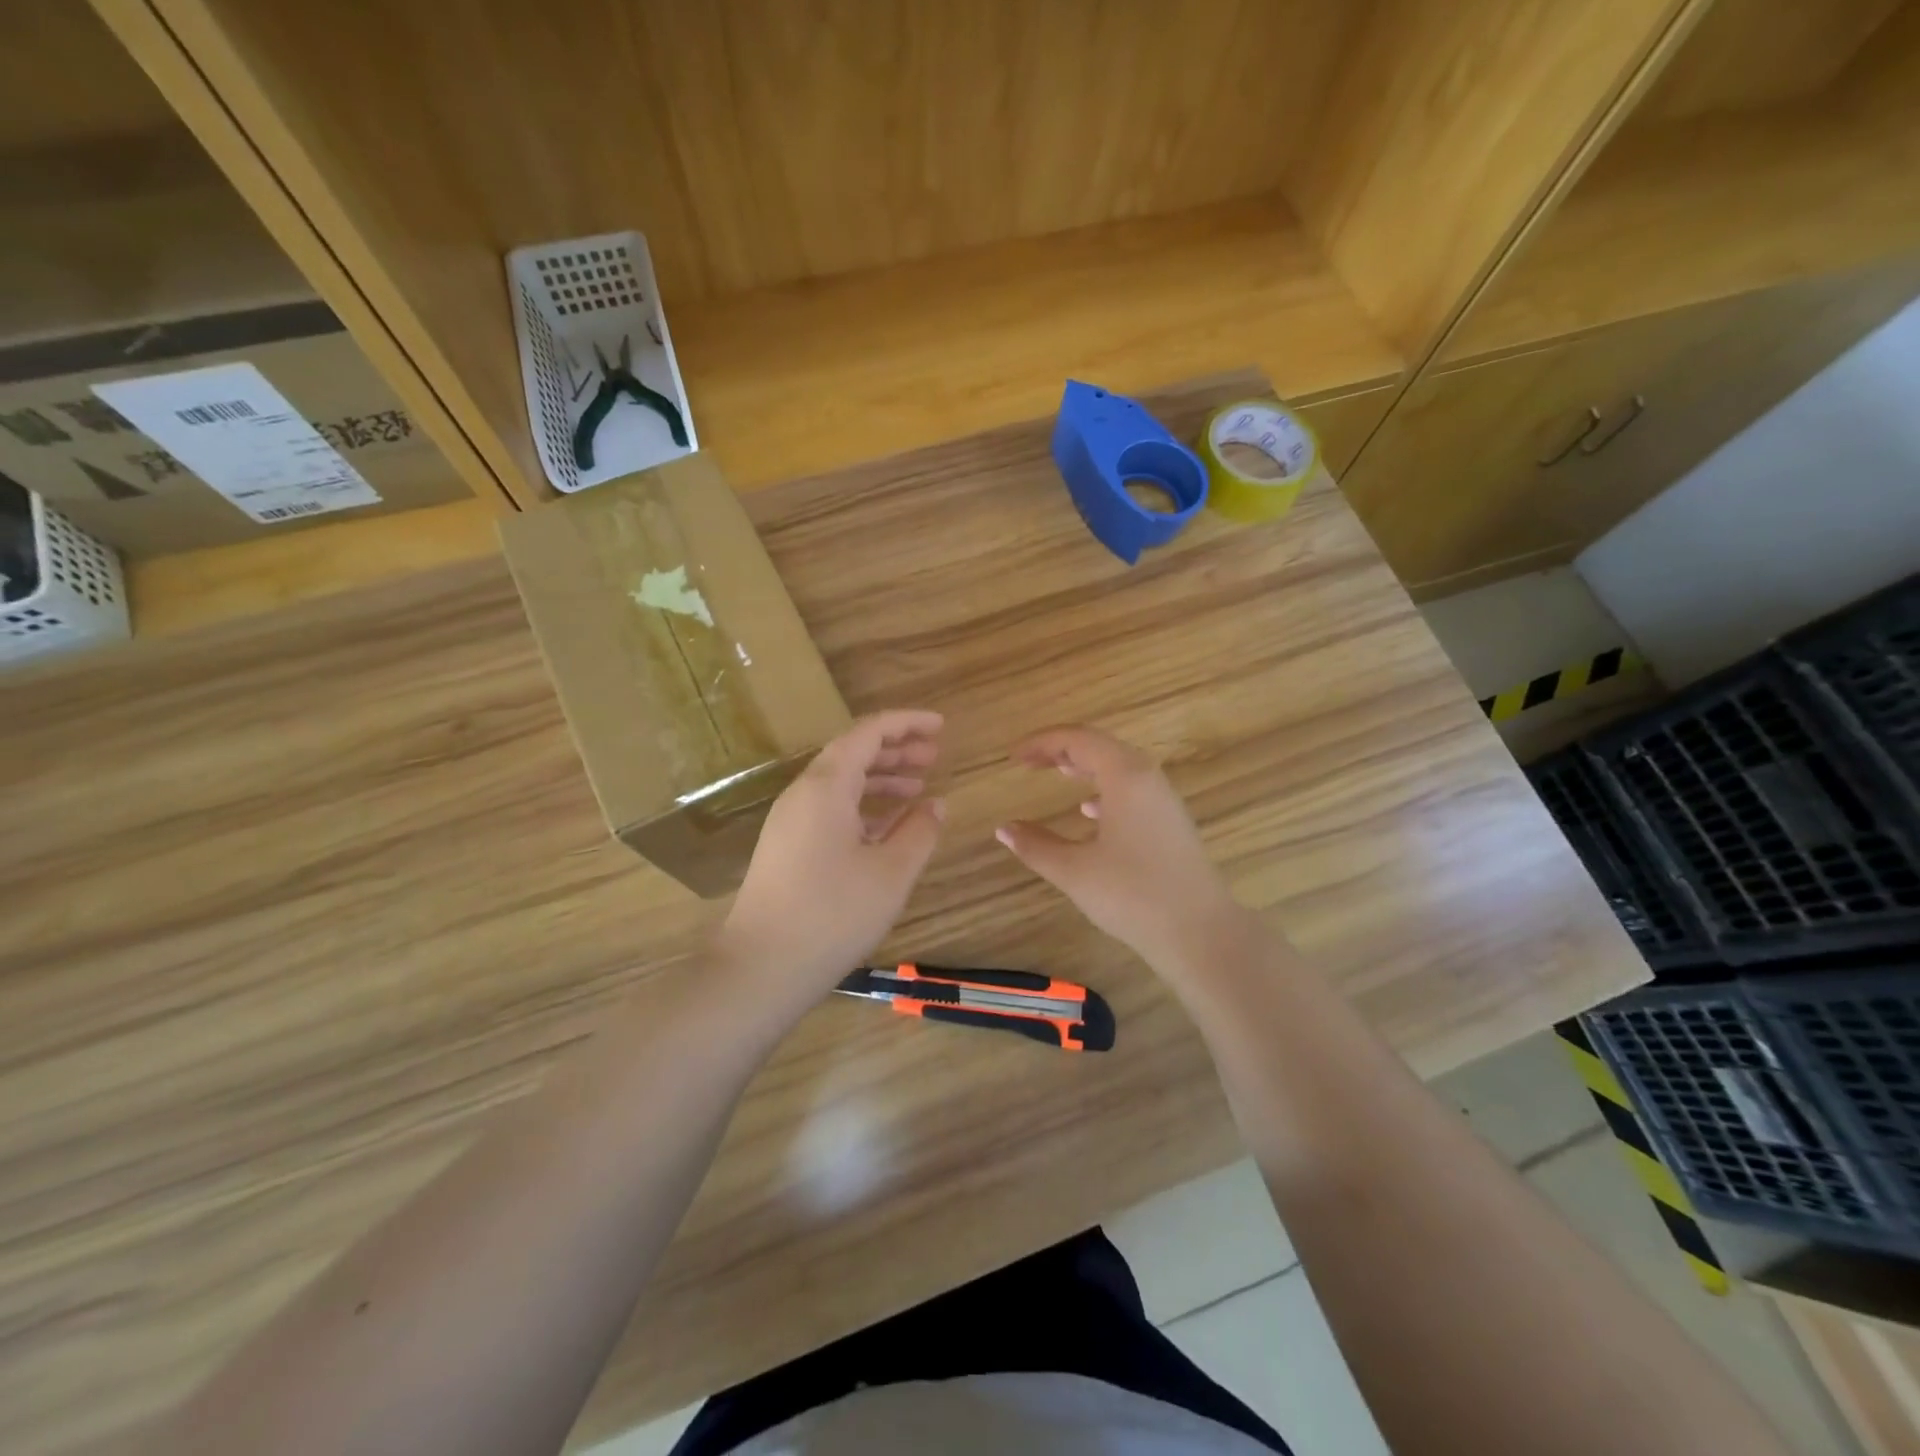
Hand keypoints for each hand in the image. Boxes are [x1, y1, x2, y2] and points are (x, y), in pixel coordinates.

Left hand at [718, 710, 945, 993]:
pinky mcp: (787, 847)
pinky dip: (863, 807)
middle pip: (853, 753)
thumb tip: (936, 804)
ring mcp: (790, 821)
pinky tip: (888, 828)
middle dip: (896, 750)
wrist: (760, 967)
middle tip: (935, 756)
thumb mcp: (891, 873)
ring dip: (881, 779)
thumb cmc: (832, 914)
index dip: (907, 724)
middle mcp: (803, 793)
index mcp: (827, 786)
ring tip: (919, 789)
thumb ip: (920, 831)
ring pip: (841, 783)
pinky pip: (830, 809)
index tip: (940, 727)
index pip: (869, 732)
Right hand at [996, 725, 1240, 972]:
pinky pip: (1132, 789)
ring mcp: (1164, 800)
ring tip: (1057, 773)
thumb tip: (1004, 829)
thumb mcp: (1074, 870)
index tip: (1014, 756)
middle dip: (1062, 749)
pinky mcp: (1171, 823)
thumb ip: (1035, 846)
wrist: (1200, 932)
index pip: (1078, 740)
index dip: (1042, 742)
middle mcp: (1147, 778)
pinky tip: (1088, 811)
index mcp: (1125, 776)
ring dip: (1085, 766)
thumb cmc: (1133, 894)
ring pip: (1119, 767)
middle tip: (1030, 761)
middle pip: (1101, 747)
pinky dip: (1104, 789)